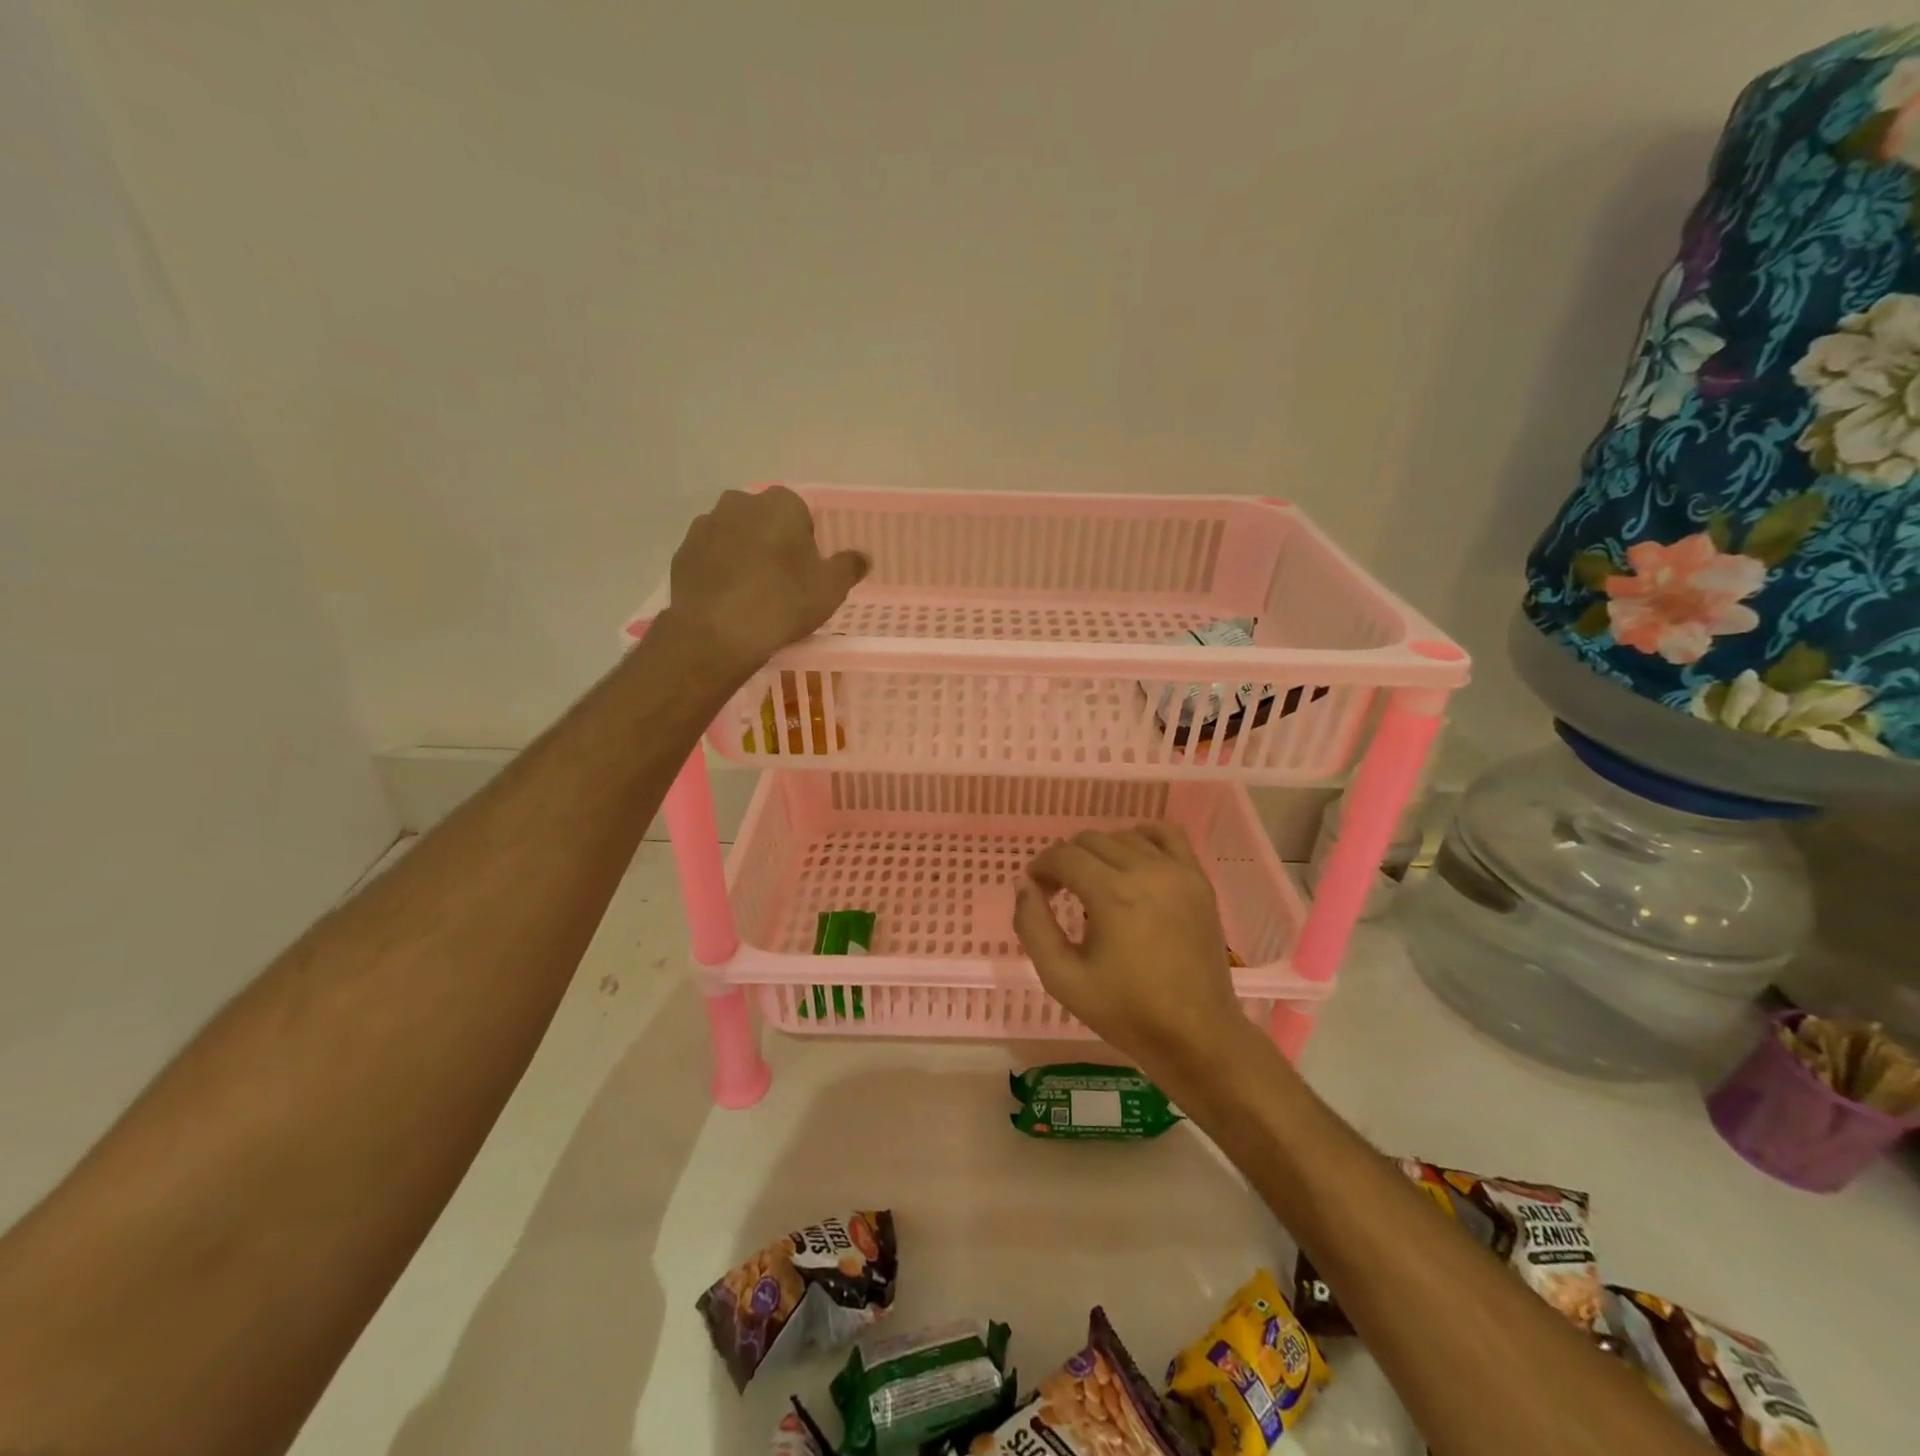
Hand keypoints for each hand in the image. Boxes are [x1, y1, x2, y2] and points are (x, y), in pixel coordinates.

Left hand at [665, 486, 867, 673]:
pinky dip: (719, 572)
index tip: (806, 571)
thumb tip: (861, 557)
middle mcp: (739, 503)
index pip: (800, 513)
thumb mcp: (831, 589)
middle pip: (763, 521)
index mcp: (780, 504)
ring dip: (743, 556)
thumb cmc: (783, 602)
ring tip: (753, 595)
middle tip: (782, 582)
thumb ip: (849, 567)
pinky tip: (729, 602)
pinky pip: (710, 558)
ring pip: (734, 537)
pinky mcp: (682, 553)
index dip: (805, 542)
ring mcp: (705, 526)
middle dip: (772, 543)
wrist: (717, 633)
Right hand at [1015, 825, 1250, 1082]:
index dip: (1041, 868)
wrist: (1196, 1035)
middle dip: (1066, 860)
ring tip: (1095, 883)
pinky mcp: (1198, 880)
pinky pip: (1167, 835)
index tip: (1037, 892)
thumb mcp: (1062, 978)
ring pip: (1124, 836)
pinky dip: (1143, 838)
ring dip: (1101, 852)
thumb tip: (1024, 884)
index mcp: (1111, 895)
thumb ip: (1032, 926)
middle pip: (1091, 840)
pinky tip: (1133, 861)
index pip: (1063, 856)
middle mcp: (1145, 871)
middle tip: (1060, 892)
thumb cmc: (1126, 1012)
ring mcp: (1177, 872)